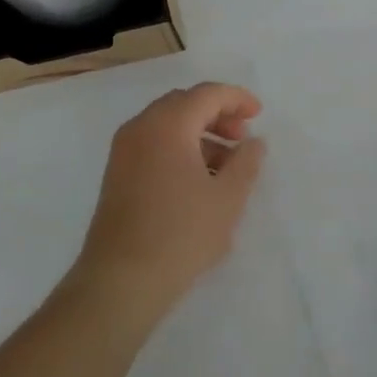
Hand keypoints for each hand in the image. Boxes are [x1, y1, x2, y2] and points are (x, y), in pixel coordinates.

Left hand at [73, 83, 265, 321]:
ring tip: (226, 165)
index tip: (259, 114)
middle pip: (184, 104)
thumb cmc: (181, 234)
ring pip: (168, 125)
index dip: (236, 99)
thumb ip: (246, 162)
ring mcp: (123, 151)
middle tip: (242, 137)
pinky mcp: (117, 174)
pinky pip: (153, 144)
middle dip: (217, 114)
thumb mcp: (228, 198)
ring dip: (199, 134)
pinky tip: (198, 181)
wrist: (120, 282)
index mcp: (167, 124)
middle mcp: (140, 128)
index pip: (207, 94)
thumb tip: (253, 142)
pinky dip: (179, 149)